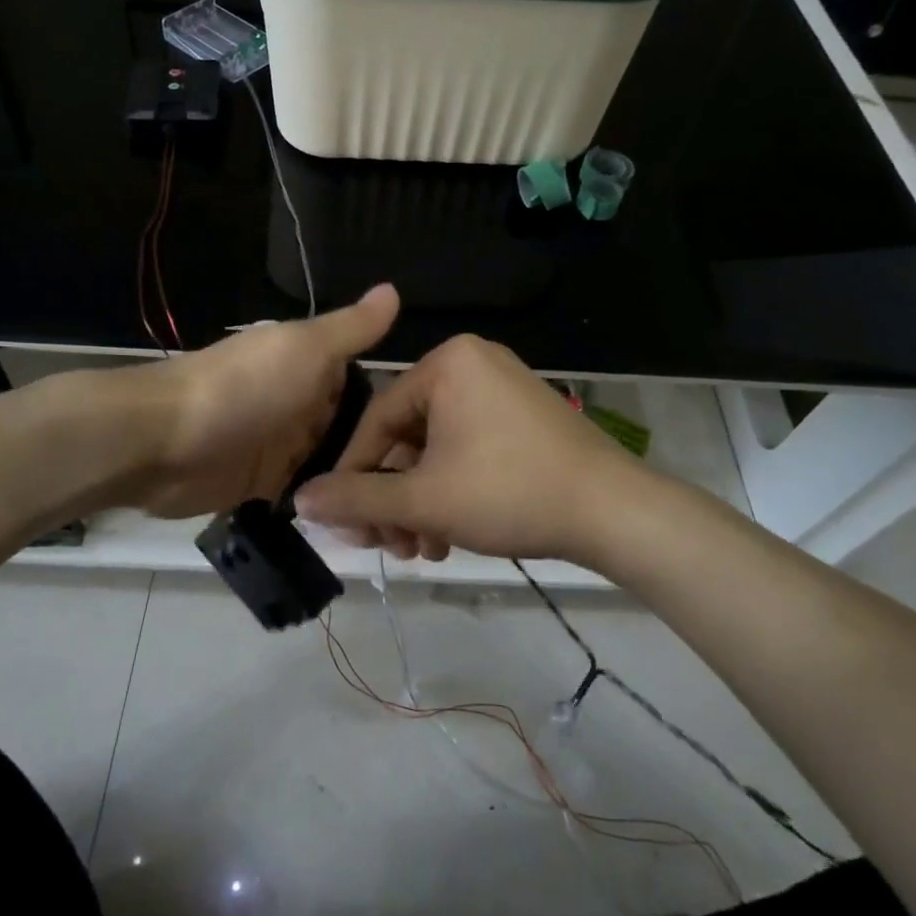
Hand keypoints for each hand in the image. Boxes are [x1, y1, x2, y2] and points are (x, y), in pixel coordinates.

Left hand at [112, 285, 399, 518]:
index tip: (437, 436)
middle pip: (349, 427)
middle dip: (379, 451)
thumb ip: (351, 328)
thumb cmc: (242, 388)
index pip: (363, 382)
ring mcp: (278, 444)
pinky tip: (359, 523)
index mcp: (308, 363)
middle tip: (425, 484)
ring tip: (402, 511)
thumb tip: (394, 289)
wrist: (162, 441)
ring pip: (330, 462)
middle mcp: (297, 401)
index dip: (395, 406)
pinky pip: (304, 493)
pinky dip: (325, 502)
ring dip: (354, 480)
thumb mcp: (305, 348)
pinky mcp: (261, 484)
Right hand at [294, 335, 658, 568]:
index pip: (377, 419)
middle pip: (407, 437)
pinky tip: (448, 536)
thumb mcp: (425, 500)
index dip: (354, 475)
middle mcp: (472, 364)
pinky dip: (451, 490)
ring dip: (420, 503)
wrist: (615, 512)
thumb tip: (300, 500)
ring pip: (436, 449)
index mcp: (447, 364)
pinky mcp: (522, 417)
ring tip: (420, 551)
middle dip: (393, 498)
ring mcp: (501, 390)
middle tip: (386, 547)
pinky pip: (467, 448)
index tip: (342, 521)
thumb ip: (358, 498)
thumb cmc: (509, 492)